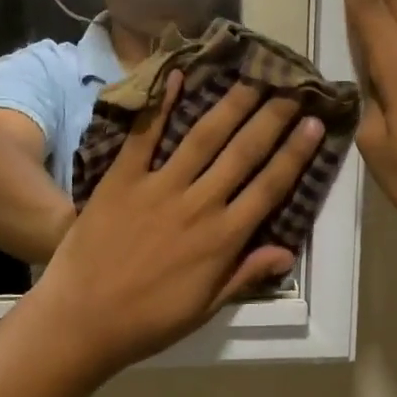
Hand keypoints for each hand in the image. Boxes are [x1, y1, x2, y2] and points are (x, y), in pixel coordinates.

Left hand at [35, 74, 323, 375]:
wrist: (82, 319)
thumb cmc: (148, 321)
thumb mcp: (205, 308)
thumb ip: (244, 274)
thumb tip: (286, 251)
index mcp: (222, 238)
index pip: (269, 187)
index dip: (295, 153)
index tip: (314, 123)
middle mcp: (198, 204)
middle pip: (243, 153)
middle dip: (271, 118)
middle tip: (291, 87)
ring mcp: (159, 187)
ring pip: (203, 137)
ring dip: (231, 104)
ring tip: (252, 77)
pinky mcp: (122, 178)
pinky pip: (145, 135)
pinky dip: (161, 104)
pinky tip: (177, 75)